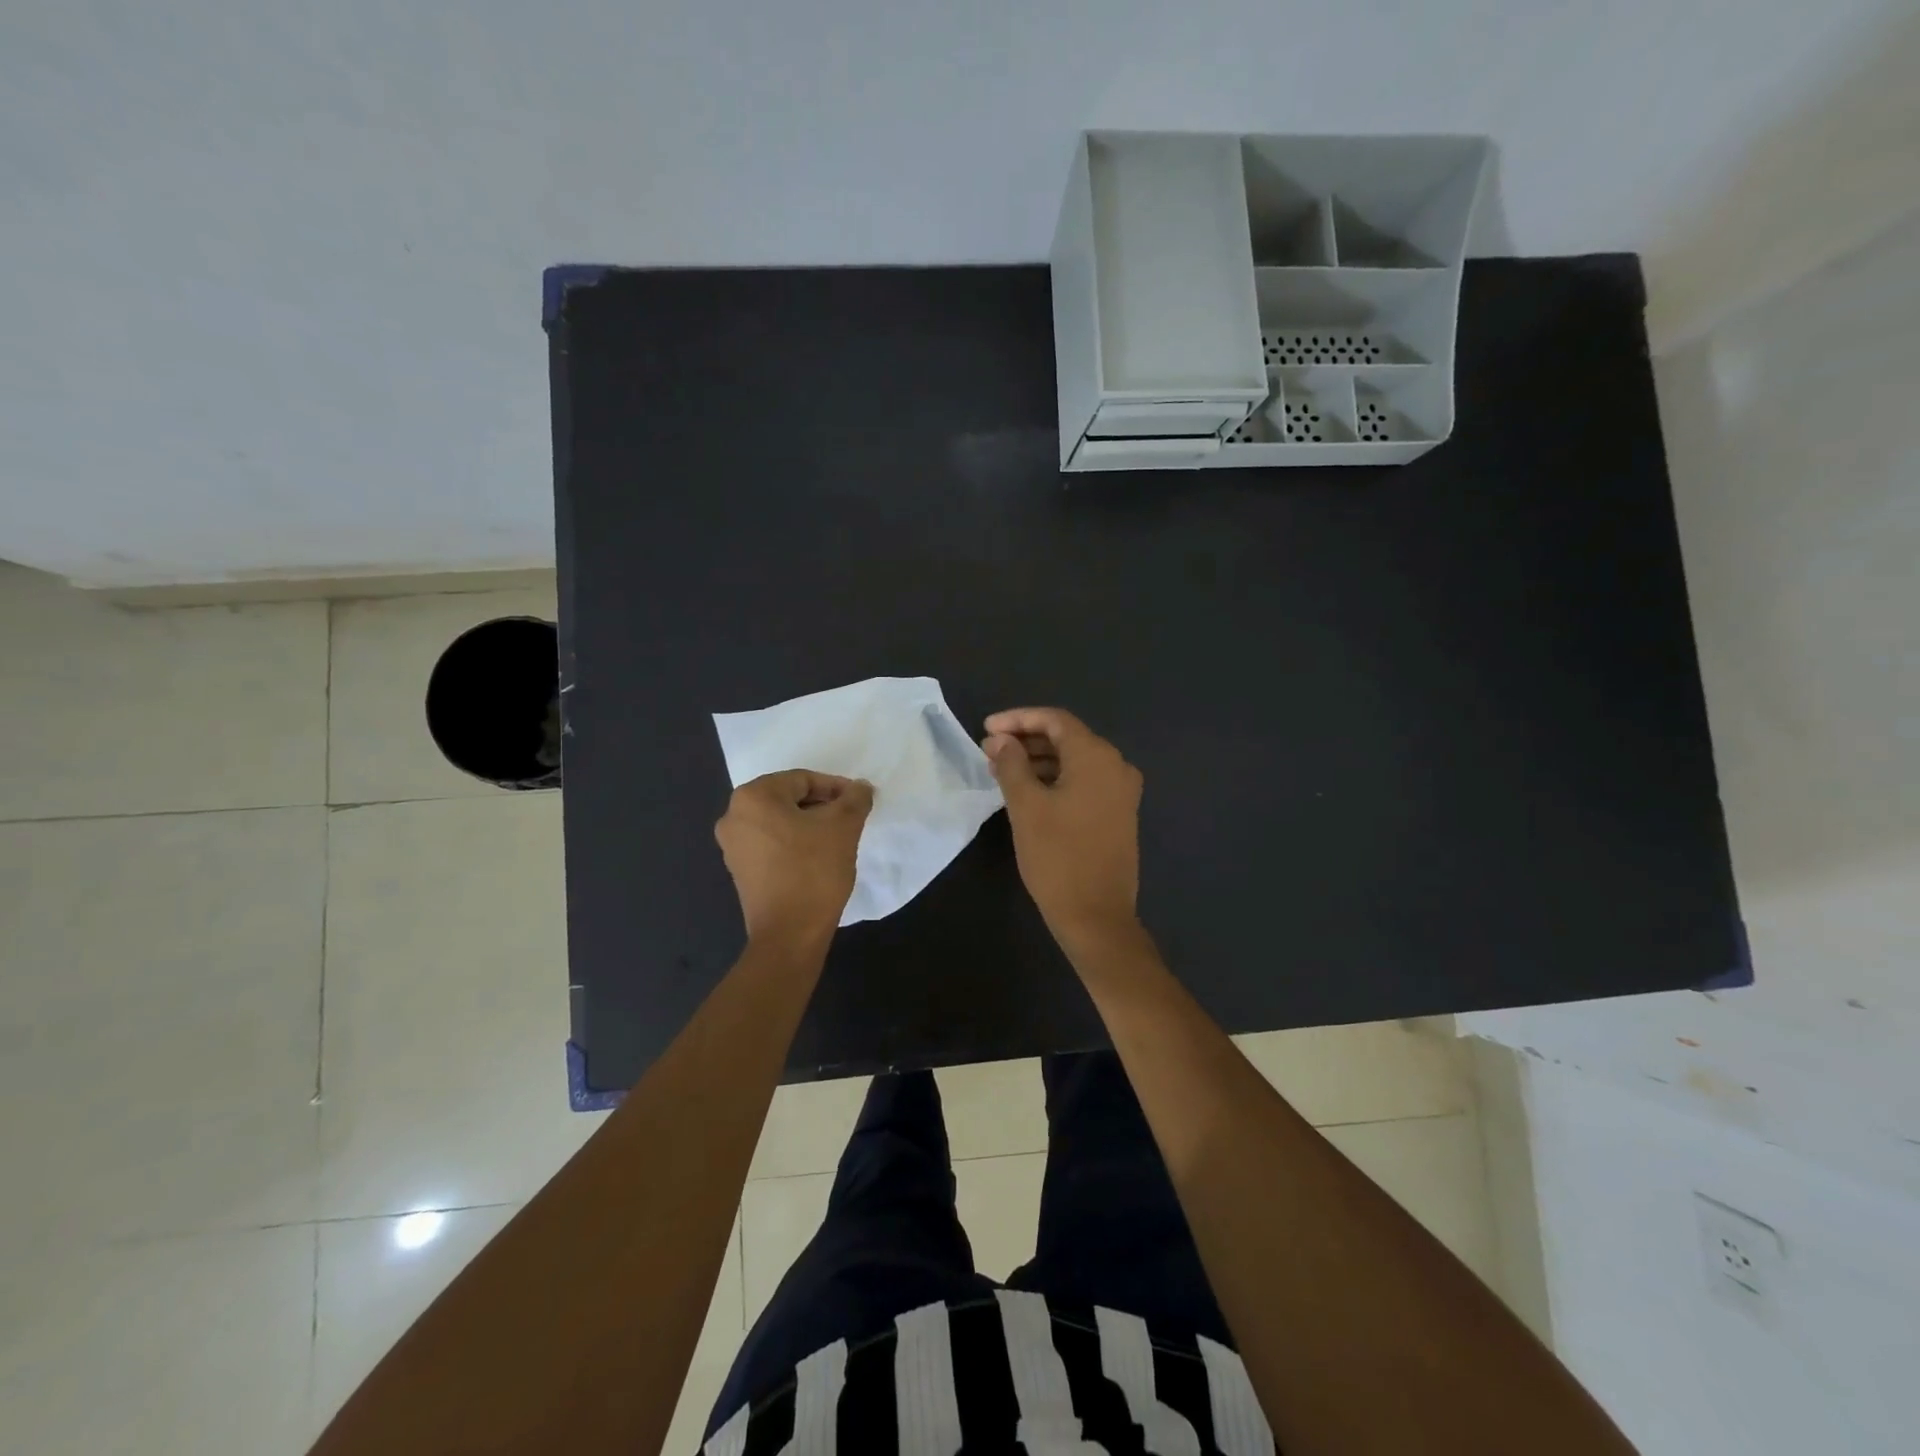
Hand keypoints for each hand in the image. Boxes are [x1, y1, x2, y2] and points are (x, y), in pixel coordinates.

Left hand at [715, 771, 873, 943]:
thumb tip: (861, 787)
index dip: (835, 787)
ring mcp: (732, 845)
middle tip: (850, 818)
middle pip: (788, 798)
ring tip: (838, 838)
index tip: (859, 802)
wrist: (789, 934)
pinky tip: (818, 857)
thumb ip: (854, 799)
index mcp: (753, 797)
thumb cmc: (814, 871)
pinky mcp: (739, 870)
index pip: (802, 779)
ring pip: (780, 821)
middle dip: (822, 805)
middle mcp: (733, 816)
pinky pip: (771, 843)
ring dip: (809, 824)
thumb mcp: (843, 827)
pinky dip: (794, 842)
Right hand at [981, 708, 1143, 947]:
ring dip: (1039, 761)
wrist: (1097, 917)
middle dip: (1026, 740)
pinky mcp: (1118, 814)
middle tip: (989, 751)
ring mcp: (1121, 792)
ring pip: (1075, 761)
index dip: (1018, 719)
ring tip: (1002, 771)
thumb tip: (1001, 739)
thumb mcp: (1026, 807)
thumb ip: (1012, 764)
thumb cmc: (1058, 857)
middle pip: (1067, 738)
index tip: (986, 729)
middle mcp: (1116, 766)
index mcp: (1097, 757)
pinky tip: (1028, 791)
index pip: (1055, 720)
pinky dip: (1056, 779)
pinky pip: (1084, 782)